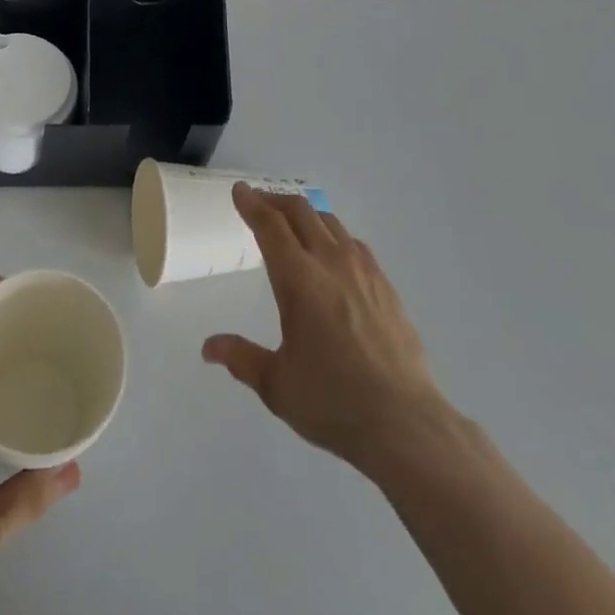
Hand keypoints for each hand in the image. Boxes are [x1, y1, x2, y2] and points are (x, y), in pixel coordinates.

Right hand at [203, 185, 451, 478]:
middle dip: (275, 201)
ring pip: (330, 222)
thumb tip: (209, 348)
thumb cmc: (333, 401)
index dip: (251, 204)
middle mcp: (330, 262)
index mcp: (298, 279)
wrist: (405, 423)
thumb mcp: (276, 385)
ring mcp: (363, 271)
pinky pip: (354, 244)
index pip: (270, 226)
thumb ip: (241, 358)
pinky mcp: (386, 286)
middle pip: (300, 212)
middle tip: (259, 204)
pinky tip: (333, 254)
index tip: (239, 191)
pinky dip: (334, 235)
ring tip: (293, 224)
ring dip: (305, 214)